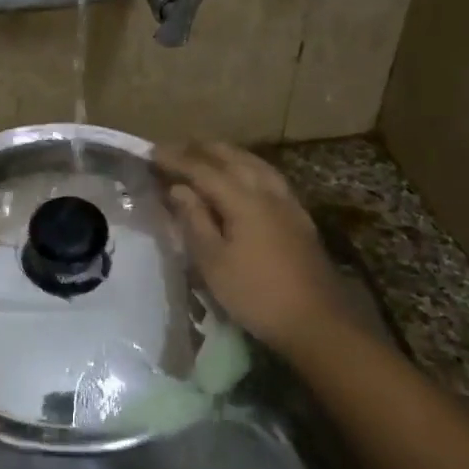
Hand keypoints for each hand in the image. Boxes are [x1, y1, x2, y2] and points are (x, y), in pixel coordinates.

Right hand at [155, 142, 352, 355]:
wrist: (316, 321)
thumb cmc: (256, 294)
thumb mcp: (213, 262)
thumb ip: (195, 220)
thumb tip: (178, 189)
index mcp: (243, 200)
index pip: (203, 170)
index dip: (176, 160)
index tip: (152, 153)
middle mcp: (267, 192)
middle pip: (232, 158)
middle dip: (202, 149)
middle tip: (176, 147)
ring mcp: (287, 203)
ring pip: (255, 164)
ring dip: (228, 154)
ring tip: (208, 153)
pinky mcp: (299, 217)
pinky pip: (268, 177)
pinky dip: (248, 167)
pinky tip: (245, 176)